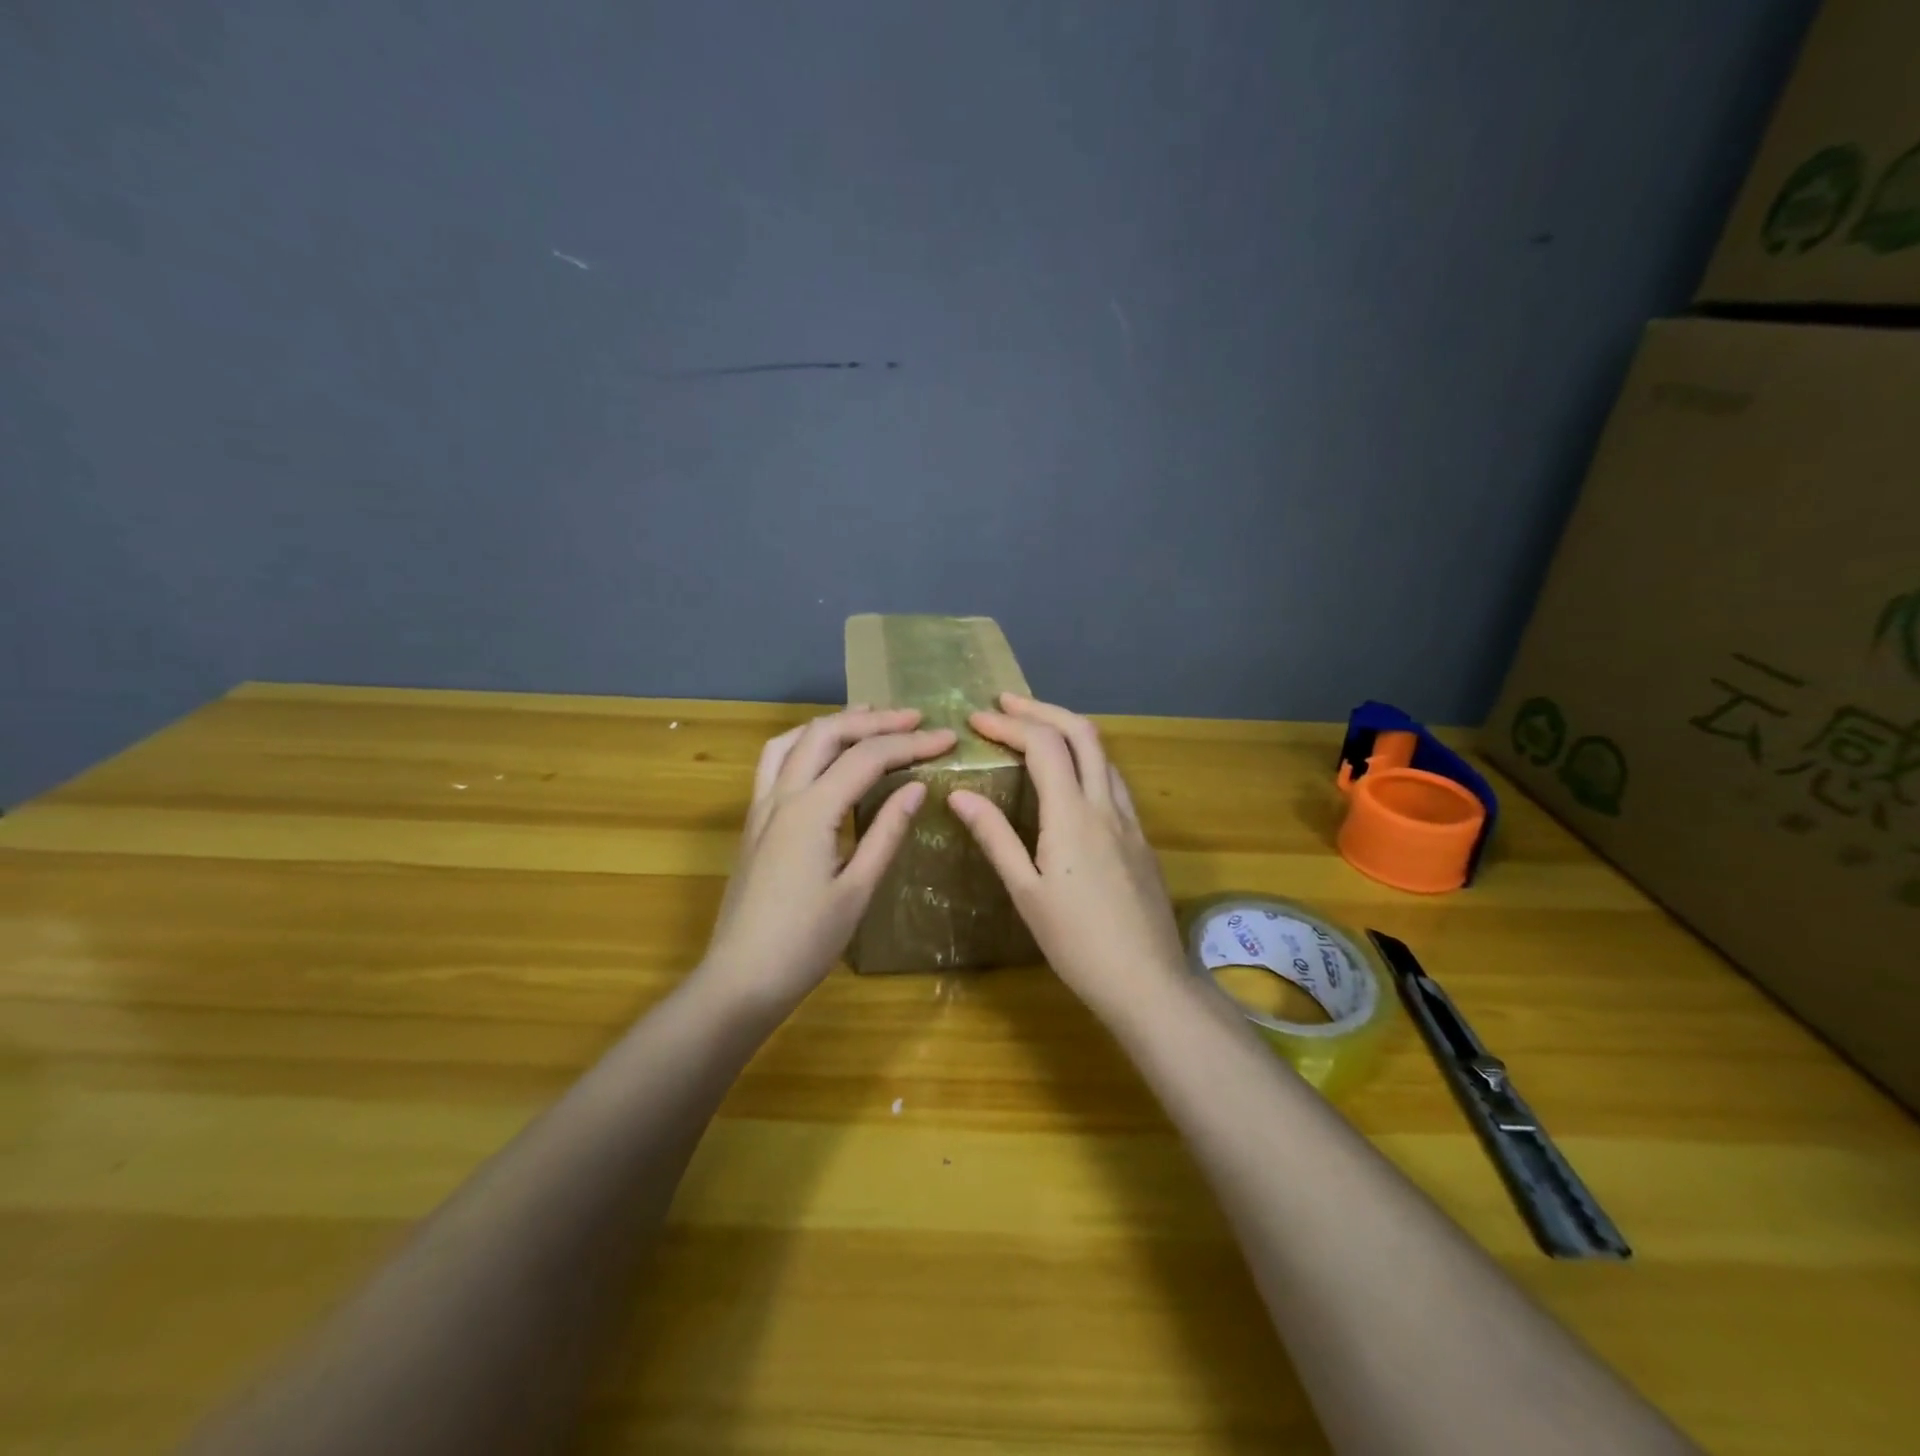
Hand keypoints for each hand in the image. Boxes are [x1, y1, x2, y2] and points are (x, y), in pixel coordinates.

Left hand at [699, 707, 956, 1012]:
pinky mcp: (754, 822)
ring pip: (793, 740)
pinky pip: (775, 762)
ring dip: (833, 724)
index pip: (867, 758)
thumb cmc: (805, 942)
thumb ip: (886, 833)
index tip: (947, 738)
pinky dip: (804, 743)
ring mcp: (761, 807)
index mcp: (811, 811)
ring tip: (868, 719)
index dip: (911, 743)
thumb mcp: (857, 890)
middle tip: (914, 719)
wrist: (740, 979)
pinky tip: (822, 756)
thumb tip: (916, 787)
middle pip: (826, 734)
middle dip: (873, 721)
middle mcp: (781, 796)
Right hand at [948, 694, 1186, 1012]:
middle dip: (1042, 710)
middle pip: (1082, 733)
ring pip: (1104, 754)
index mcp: (1072, 815)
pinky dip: (1087, 761)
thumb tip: (960, 795)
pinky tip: (1070, 781)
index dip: (1009, 725)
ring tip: (1035, 732)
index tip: (976, 720)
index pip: (1043, 746)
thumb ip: (995, 837)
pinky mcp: (1141, 839)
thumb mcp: (1025, 892)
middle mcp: (1106, 805)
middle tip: (1006, 705)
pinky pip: (1113, 781)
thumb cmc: (1076, 942)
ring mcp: (1130, 820)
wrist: (1146, 981)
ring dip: (1069, 731)